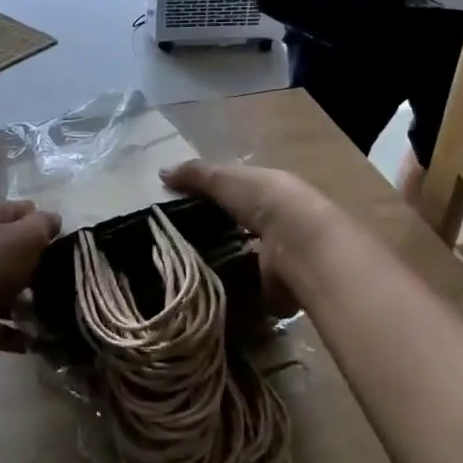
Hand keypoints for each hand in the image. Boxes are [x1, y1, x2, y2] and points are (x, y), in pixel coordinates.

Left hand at [0, 201, 59, 366]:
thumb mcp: (25, 237)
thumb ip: (43, 226)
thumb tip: (53, 220)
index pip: (20, 212)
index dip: (43, 223)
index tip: (66, 243)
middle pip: (12, 252)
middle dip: (38, 266)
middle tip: (64, 281)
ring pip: (4, 291)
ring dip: (28, 304)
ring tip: (56, 316)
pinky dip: (14, 334)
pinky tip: (37, 342)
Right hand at [162, 161, 335, 317]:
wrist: (300, 244)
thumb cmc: (265, 201)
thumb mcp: (225, 178)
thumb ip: (195, 175)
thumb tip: (161, 172)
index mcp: (270, 190)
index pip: (237, 192)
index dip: (212, 197)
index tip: (180, 207)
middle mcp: (277, 222)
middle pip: (239, 226)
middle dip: (214, 232)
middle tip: (176, 241)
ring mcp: (279, 256)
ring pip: (243, 258)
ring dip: (222, 263)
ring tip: (184, 269)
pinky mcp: (276, 287)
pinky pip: (247, 288)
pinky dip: (230, 291)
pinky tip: (204, 290)